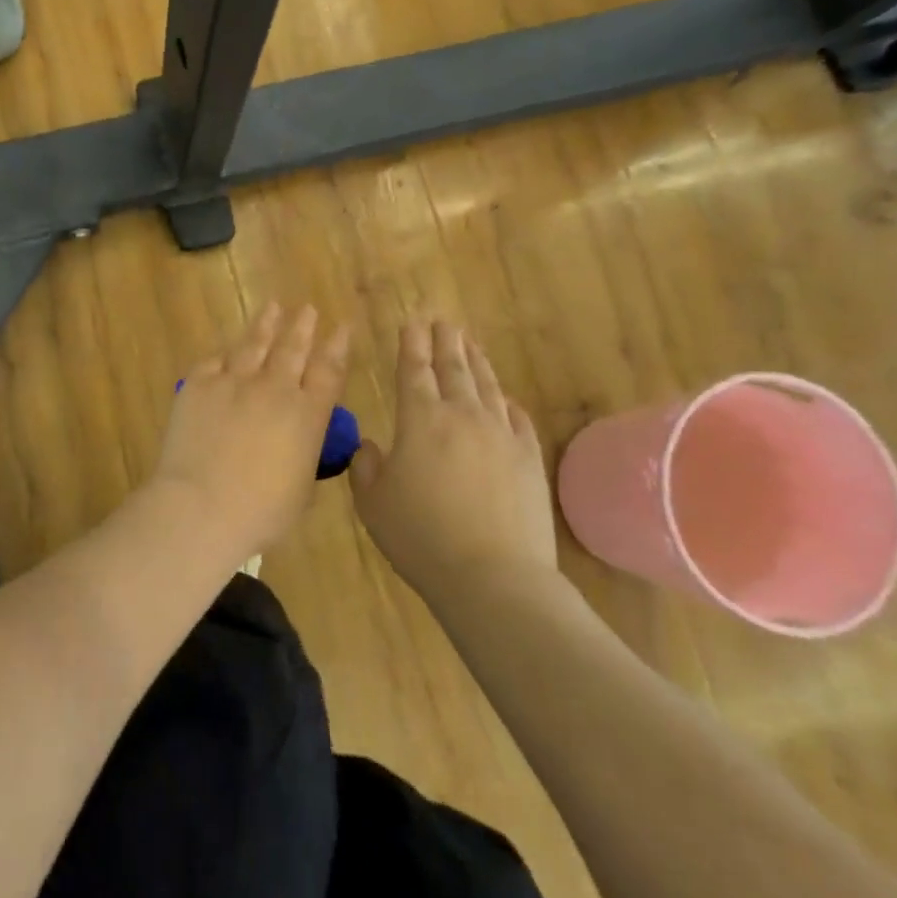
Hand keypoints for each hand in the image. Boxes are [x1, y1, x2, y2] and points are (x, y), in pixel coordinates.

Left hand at [149, 302, 349, 553]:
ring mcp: (234, 382)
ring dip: (266, 324)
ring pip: (254, 344)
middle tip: (309, 309)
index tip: (342, 328)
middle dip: (303, 327)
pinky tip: (227, 348)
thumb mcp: (301, 488)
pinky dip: (225, 354)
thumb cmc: (261, 512)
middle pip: (292, 348)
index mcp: (307, 415)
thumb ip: (305, 454)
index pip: (328, 371)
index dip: (336, 346)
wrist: (202, 506)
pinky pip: (214, 361)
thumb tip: (301, 438)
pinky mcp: (198, 385)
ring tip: (273, 307)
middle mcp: (274, 389)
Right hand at [349, 319, 558, 593]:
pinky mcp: (530, 458)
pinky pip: (517, 417)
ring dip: (476, 360)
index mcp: (420, 421)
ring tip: (469, 343)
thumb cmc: (420, 538)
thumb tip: (371, 447)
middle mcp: (463, 416)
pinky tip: (504, 396)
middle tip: (443, 321)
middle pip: (454, 368)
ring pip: (487, 385)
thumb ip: (366, 468)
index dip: (411, 344)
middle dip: (445, 341)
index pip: (414, 370)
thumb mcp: (372, 504)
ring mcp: (501, 434)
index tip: (412, 322)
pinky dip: (506, 401)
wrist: (493, 577)